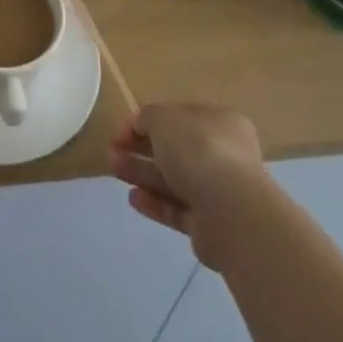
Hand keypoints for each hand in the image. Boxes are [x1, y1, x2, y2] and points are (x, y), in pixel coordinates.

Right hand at [109, 103, 269, 273]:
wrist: (230, 212)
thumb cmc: (198, 150)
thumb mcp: (163, 117)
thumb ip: (147, 116)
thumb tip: (140, 124)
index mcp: (219, 122)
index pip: (178, 117)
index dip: (147, 122)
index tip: (121, 132)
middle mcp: (224, 155)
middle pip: (174, 150)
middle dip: (140, 149)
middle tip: (112, 152)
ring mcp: (219, 191)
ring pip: (173, 180)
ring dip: (142, 174)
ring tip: (114, 172)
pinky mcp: (210, 225)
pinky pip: (177, 209)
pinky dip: (155, 203)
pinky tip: (134, 198)